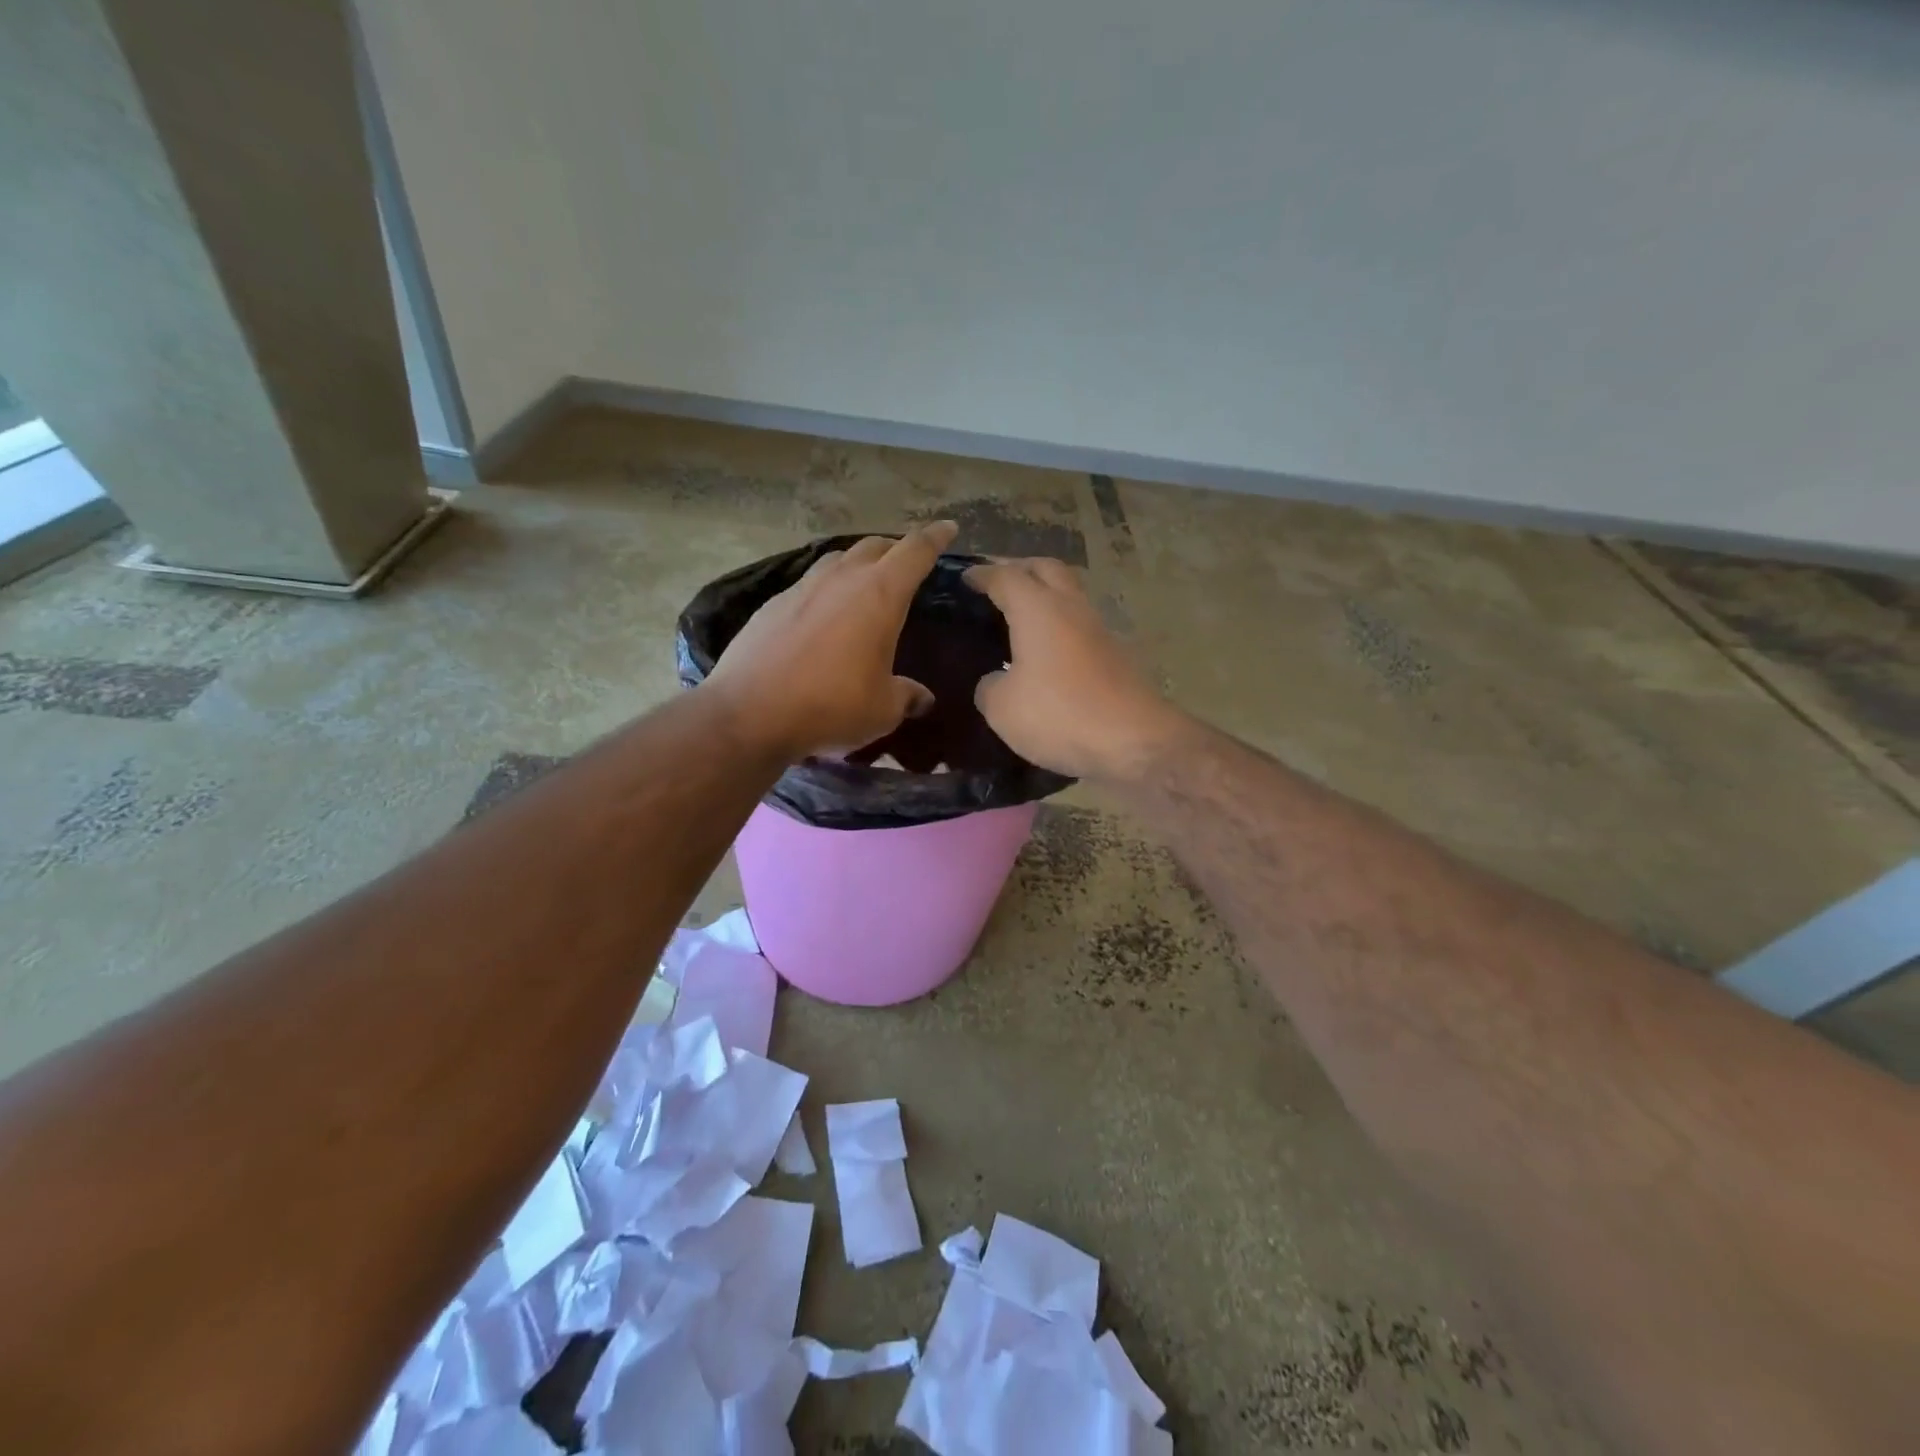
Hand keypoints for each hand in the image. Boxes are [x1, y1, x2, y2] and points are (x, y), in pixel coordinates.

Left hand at [705, 522, 957, 760]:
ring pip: (838, 560)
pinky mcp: (771, 604)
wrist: (749, 713)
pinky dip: (825, 591)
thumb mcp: (883, 710)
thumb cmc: (831, 706)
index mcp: (880, 595)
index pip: (915, 551)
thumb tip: (922, 697)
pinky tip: (823, 617)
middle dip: (896, 550)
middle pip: (875, 546)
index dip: (936, 537)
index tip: (948, 527)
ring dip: (857, 565)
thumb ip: (907, 696)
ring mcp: (802, 587)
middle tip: (908, 564)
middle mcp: (841, 579)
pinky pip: (809, 585)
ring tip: (864, 585)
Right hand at [964, 558, 1187, 779]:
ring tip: (1019, 617)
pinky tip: (1046, 651)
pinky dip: (1060, 627)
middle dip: (1020, 569)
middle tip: (997, 584)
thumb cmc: (1059, 715)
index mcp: (1038, 609)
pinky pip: (1080, 626)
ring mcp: (1099, 630)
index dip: (982, 574)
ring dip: (1045, 596)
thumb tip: (995, 681)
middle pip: (1046, 569)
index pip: (1005, 576)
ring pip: (1069, 595)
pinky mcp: (1116, 655)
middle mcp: (1071, 608)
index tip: (965, 577)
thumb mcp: (1002, 708)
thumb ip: (989, 686)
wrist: (1134, 742)